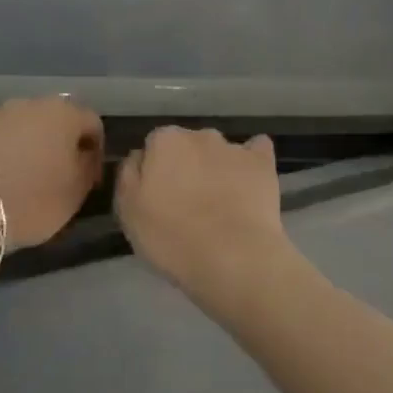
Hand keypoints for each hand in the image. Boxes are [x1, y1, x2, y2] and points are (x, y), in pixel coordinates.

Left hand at [0, 97, 103, 247]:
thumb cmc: (31, 199)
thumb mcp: (75, 193)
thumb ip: (86, 168)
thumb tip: (83, 157)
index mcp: (63, 114)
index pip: (92, 123)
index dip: (95, 151)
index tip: (89, 178)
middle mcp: (29, 104)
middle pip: (53, 120)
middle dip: (58, 144)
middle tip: (56, 176)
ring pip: (19, 127)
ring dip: (26, 146)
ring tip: (21, 179)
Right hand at [115, 126, 290, 299]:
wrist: (233, 257)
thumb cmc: (172, 237)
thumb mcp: (128, 211)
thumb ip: (129, 175)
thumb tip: (140, 156)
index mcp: (165, 141)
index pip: (155, 145)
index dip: (156, 170)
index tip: (158, 197)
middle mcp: (200, 135)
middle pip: (189, 145)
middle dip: (187, 165)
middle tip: (187, 203)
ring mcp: (235, 148)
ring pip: (220, 151)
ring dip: (217, 167)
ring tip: (220, 203)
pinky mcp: (263, 163)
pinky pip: (257, 151)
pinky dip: (251, 163)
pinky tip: (249, 182)